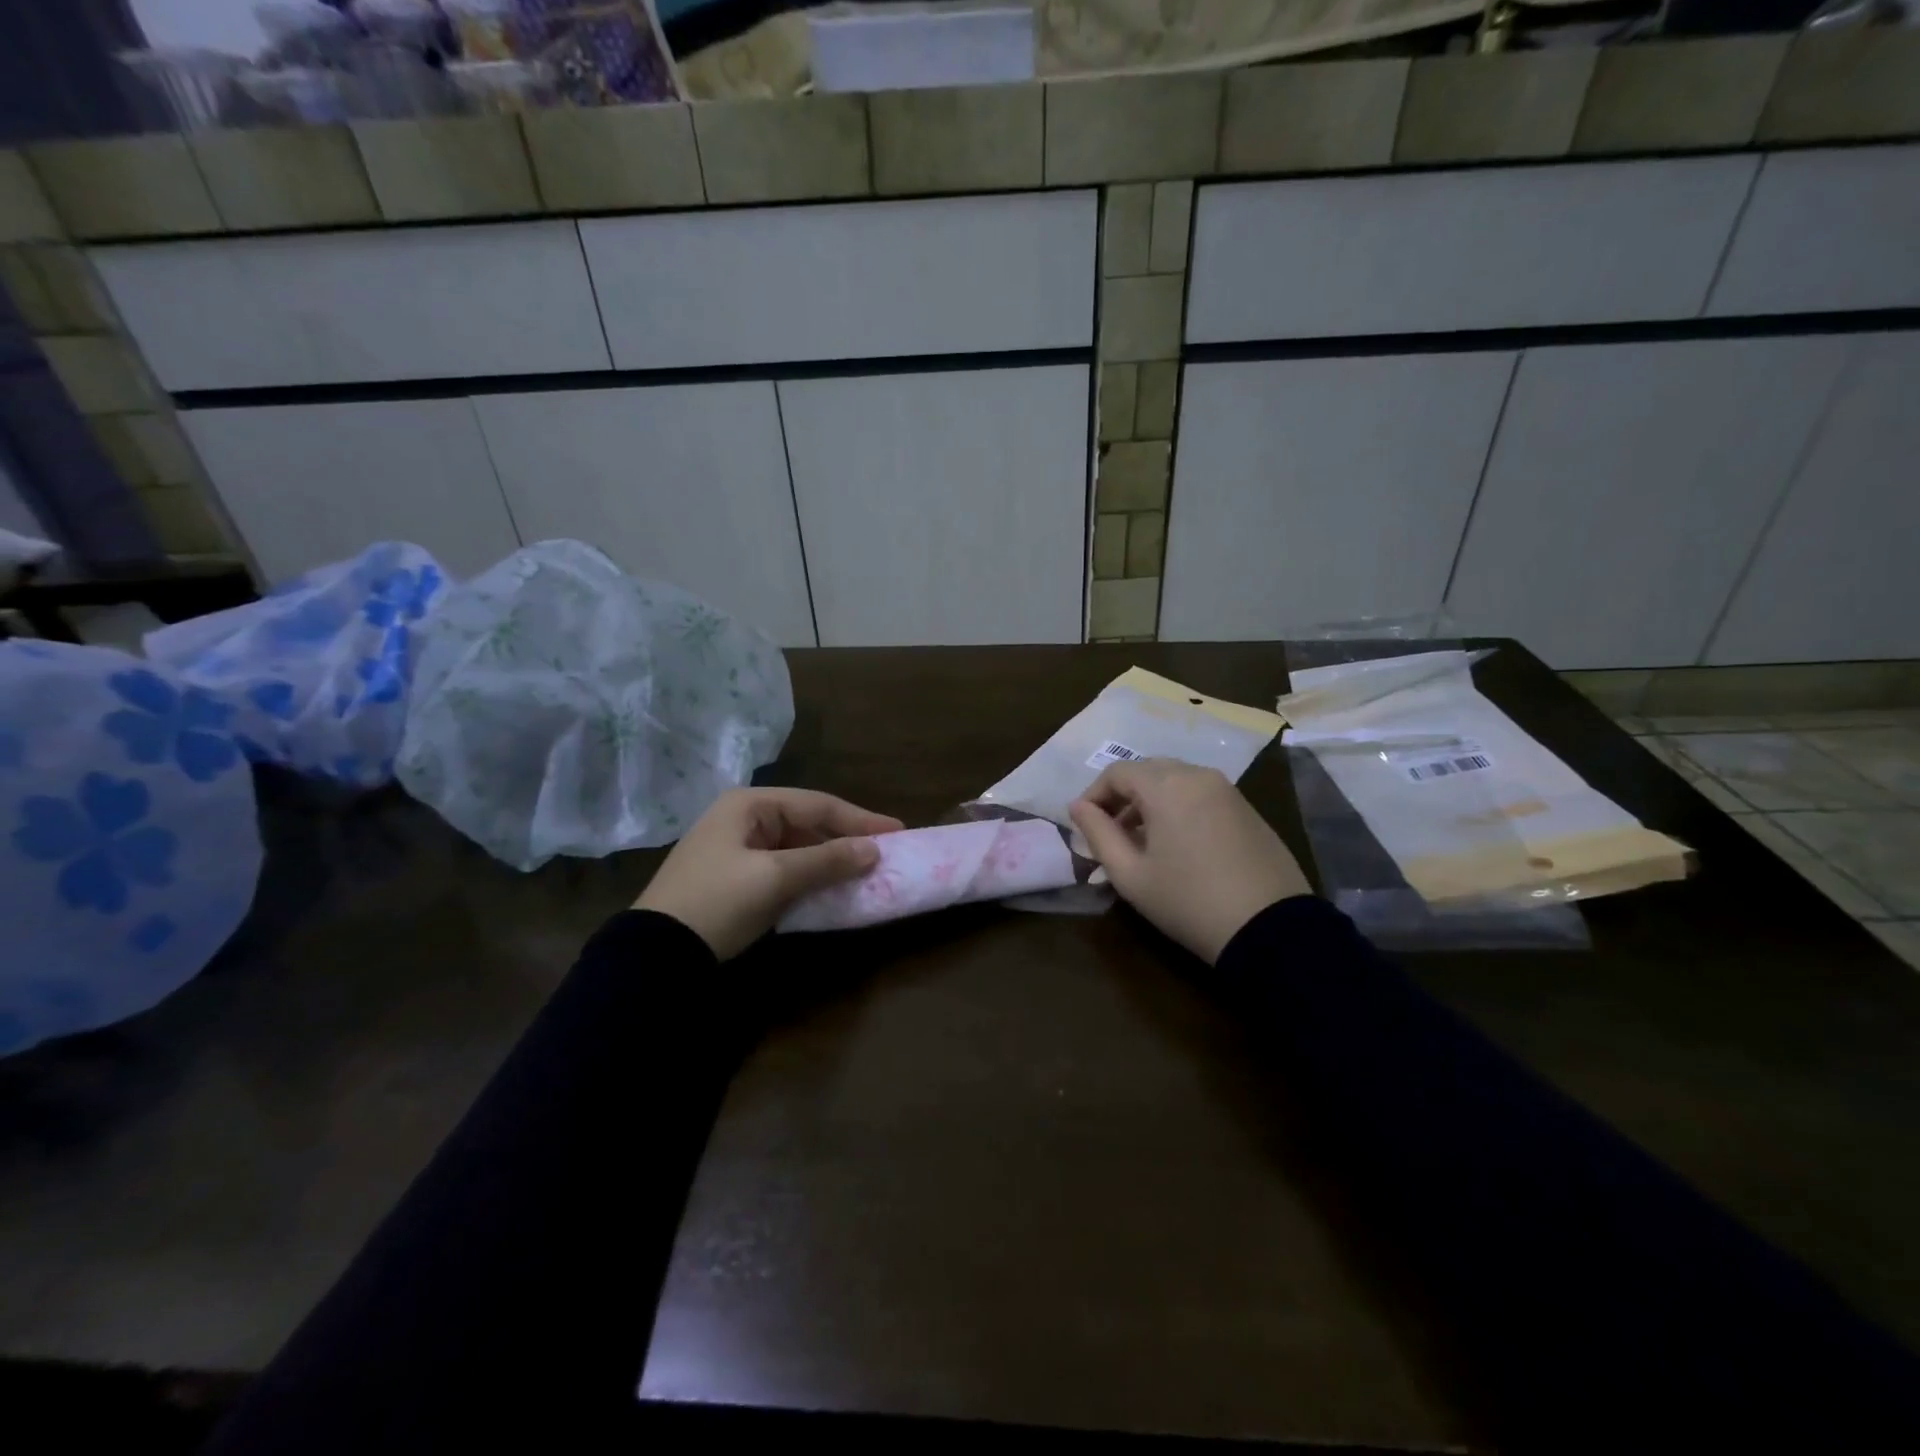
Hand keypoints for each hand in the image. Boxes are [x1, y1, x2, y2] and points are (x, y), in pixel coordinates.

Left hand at [635, 788, 902, 959]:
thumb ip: (826, 861)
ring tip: (865, 871)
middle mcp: (744, 818)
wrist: (655, 953)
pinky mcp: (736, 876)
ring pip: (798, 847)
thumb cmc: (718, 901)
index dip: (860, 819)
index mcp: (750, 805)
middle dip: (846, 839)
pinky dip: (810, 876)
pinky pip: (785, 867)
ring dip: (829, 859)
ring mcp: (738, 847)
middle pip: (808, 823)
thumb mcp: (775, 878)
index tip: (897, 831)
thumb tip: (874, 851)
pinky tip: (832, 887)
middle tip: (884, 853)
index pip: (817, 804)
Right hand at [1069, 759, 1311, 963]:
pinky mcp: (1248, 809)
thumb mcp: (1130, 874)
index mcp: (1166, 785)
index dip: (1094, 795)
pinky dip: (1179, 807)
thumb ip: (1097, 834)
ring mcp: (1228, 790)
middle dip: (1122, 796)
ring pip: (1176, 781)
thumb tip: (1078, 807)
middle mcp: (1198, 775)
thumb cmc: (1188, 901)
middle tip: (1110, 833)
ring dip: (1150, 802)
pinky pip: (1201, 795)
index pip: (1117, 772)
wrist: (1270, 929)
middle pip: (1147, 771)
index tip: (1084, 825)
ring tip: (1141, 842)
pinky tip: (1178, 845)